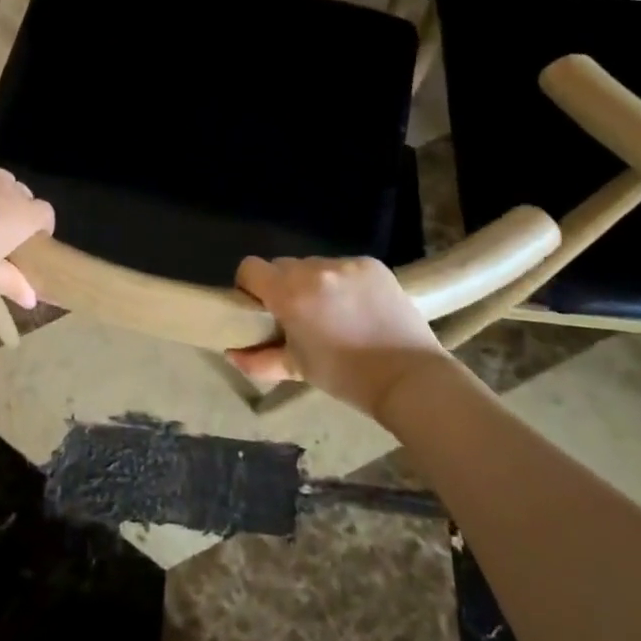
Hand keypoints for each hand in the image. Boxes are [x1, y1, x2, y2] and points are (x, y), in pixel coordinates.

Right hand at [229, 256, 444, 418]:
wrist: (409, 377)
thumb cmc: (346, 376)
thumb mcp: (297, 369)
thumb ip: (257, 360)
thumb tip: (231, 354)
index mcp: (289, 293)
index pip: (250, 268)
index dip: (249, 286)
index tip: (260, 307)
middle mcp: (314, 270)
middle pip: (282, 266)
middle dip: (283, 286)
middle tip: (297, 315)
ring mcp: (346, 264)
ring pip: (314, 266)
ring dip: (314, 284)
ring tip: (333, 313)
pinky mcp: (372, 264)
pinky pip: (344, 267)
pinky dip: (343, 282)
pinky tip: (358, 307)